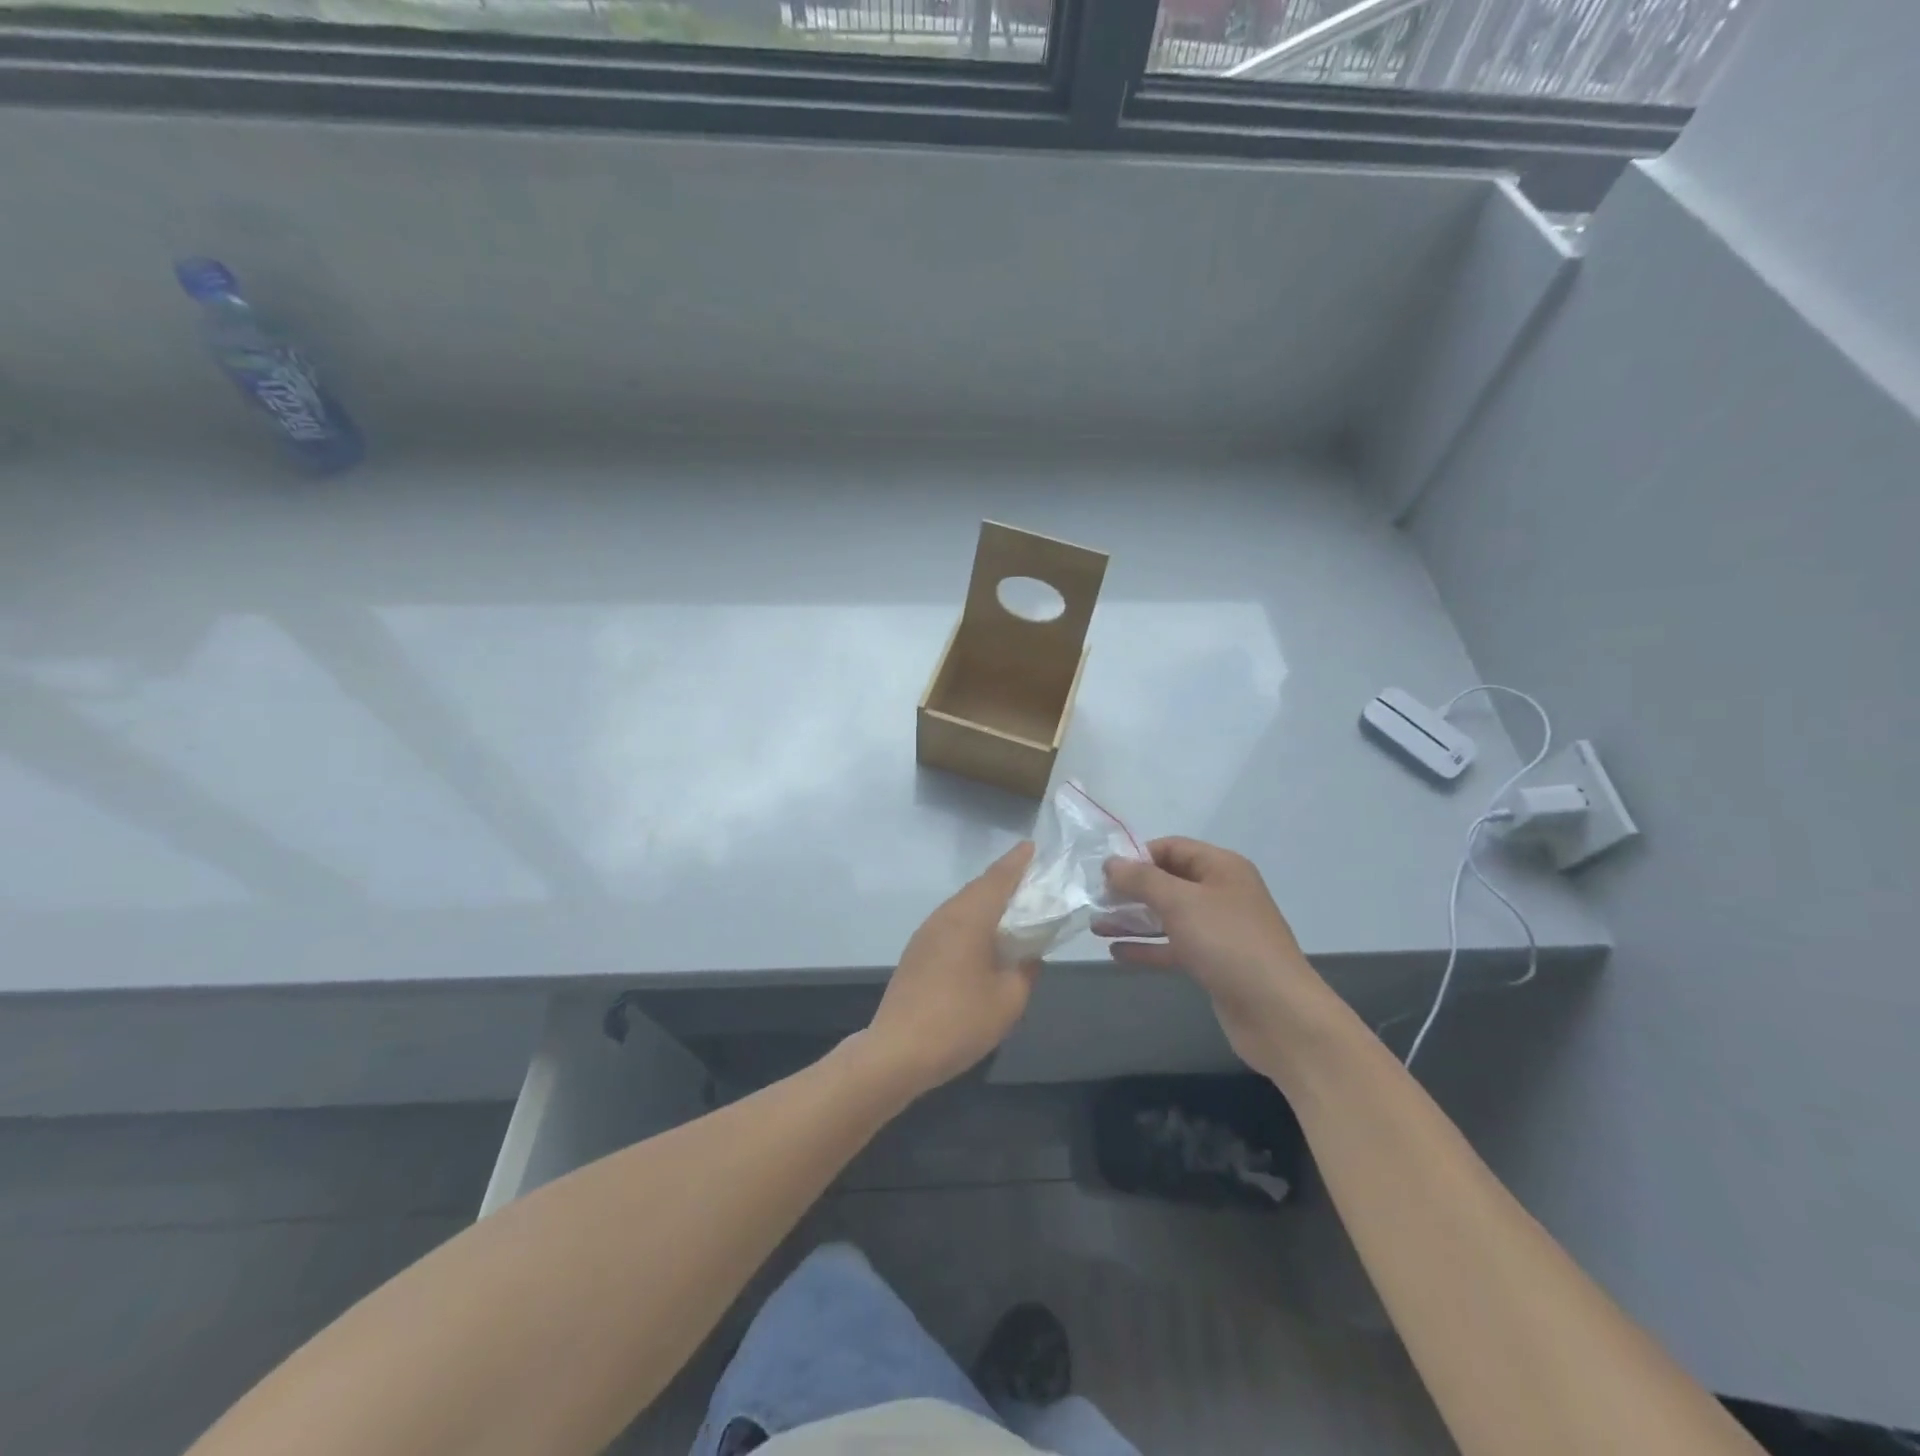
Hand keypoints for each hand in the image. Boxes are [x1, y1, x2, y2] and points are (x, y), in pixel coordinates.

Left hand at [864, 842, 1040, 1098]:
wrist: (898, 1051)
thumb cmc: (959, 1021)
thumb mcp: (1009, 999)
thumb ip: (1026, 970)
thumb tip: (1029, 954)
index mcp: (969, 918)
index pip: (998, 878)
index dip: (1017, 861)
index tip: (1033, 846)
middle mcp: (945, 916)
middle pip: (979, 888)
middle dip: (1005, 879)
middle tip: (1031, 877)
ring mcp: (926, 933)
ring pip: (962, 905)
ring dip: (987, 901)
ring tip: (1013, 906)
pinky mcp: (917, 952)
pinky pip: (951, 922)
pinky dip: (973, 919)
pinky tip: (984, 937)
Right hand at [1101, 838, 1329, 1065]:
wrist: (1278, 1013)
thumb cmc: (1228, 944)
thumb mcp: (1180, 902)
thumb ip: (1142, 879)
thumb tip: (1111, 863)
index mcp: (1221, 868)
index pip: (1171, 848)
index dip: (1137, 856)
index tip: (1104, 874)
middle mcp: (1221, 893)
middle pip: (1168, 882)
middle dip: (1131, 890)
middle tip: (1095, 900)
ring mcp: (1219, 930)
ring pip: (1168, 916)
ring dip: (1133, 919)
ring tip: (1096, 925)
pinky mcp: (1214, 963)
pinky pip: (1174, 947)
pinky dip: (1147, 947)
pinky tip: (1117, 953)